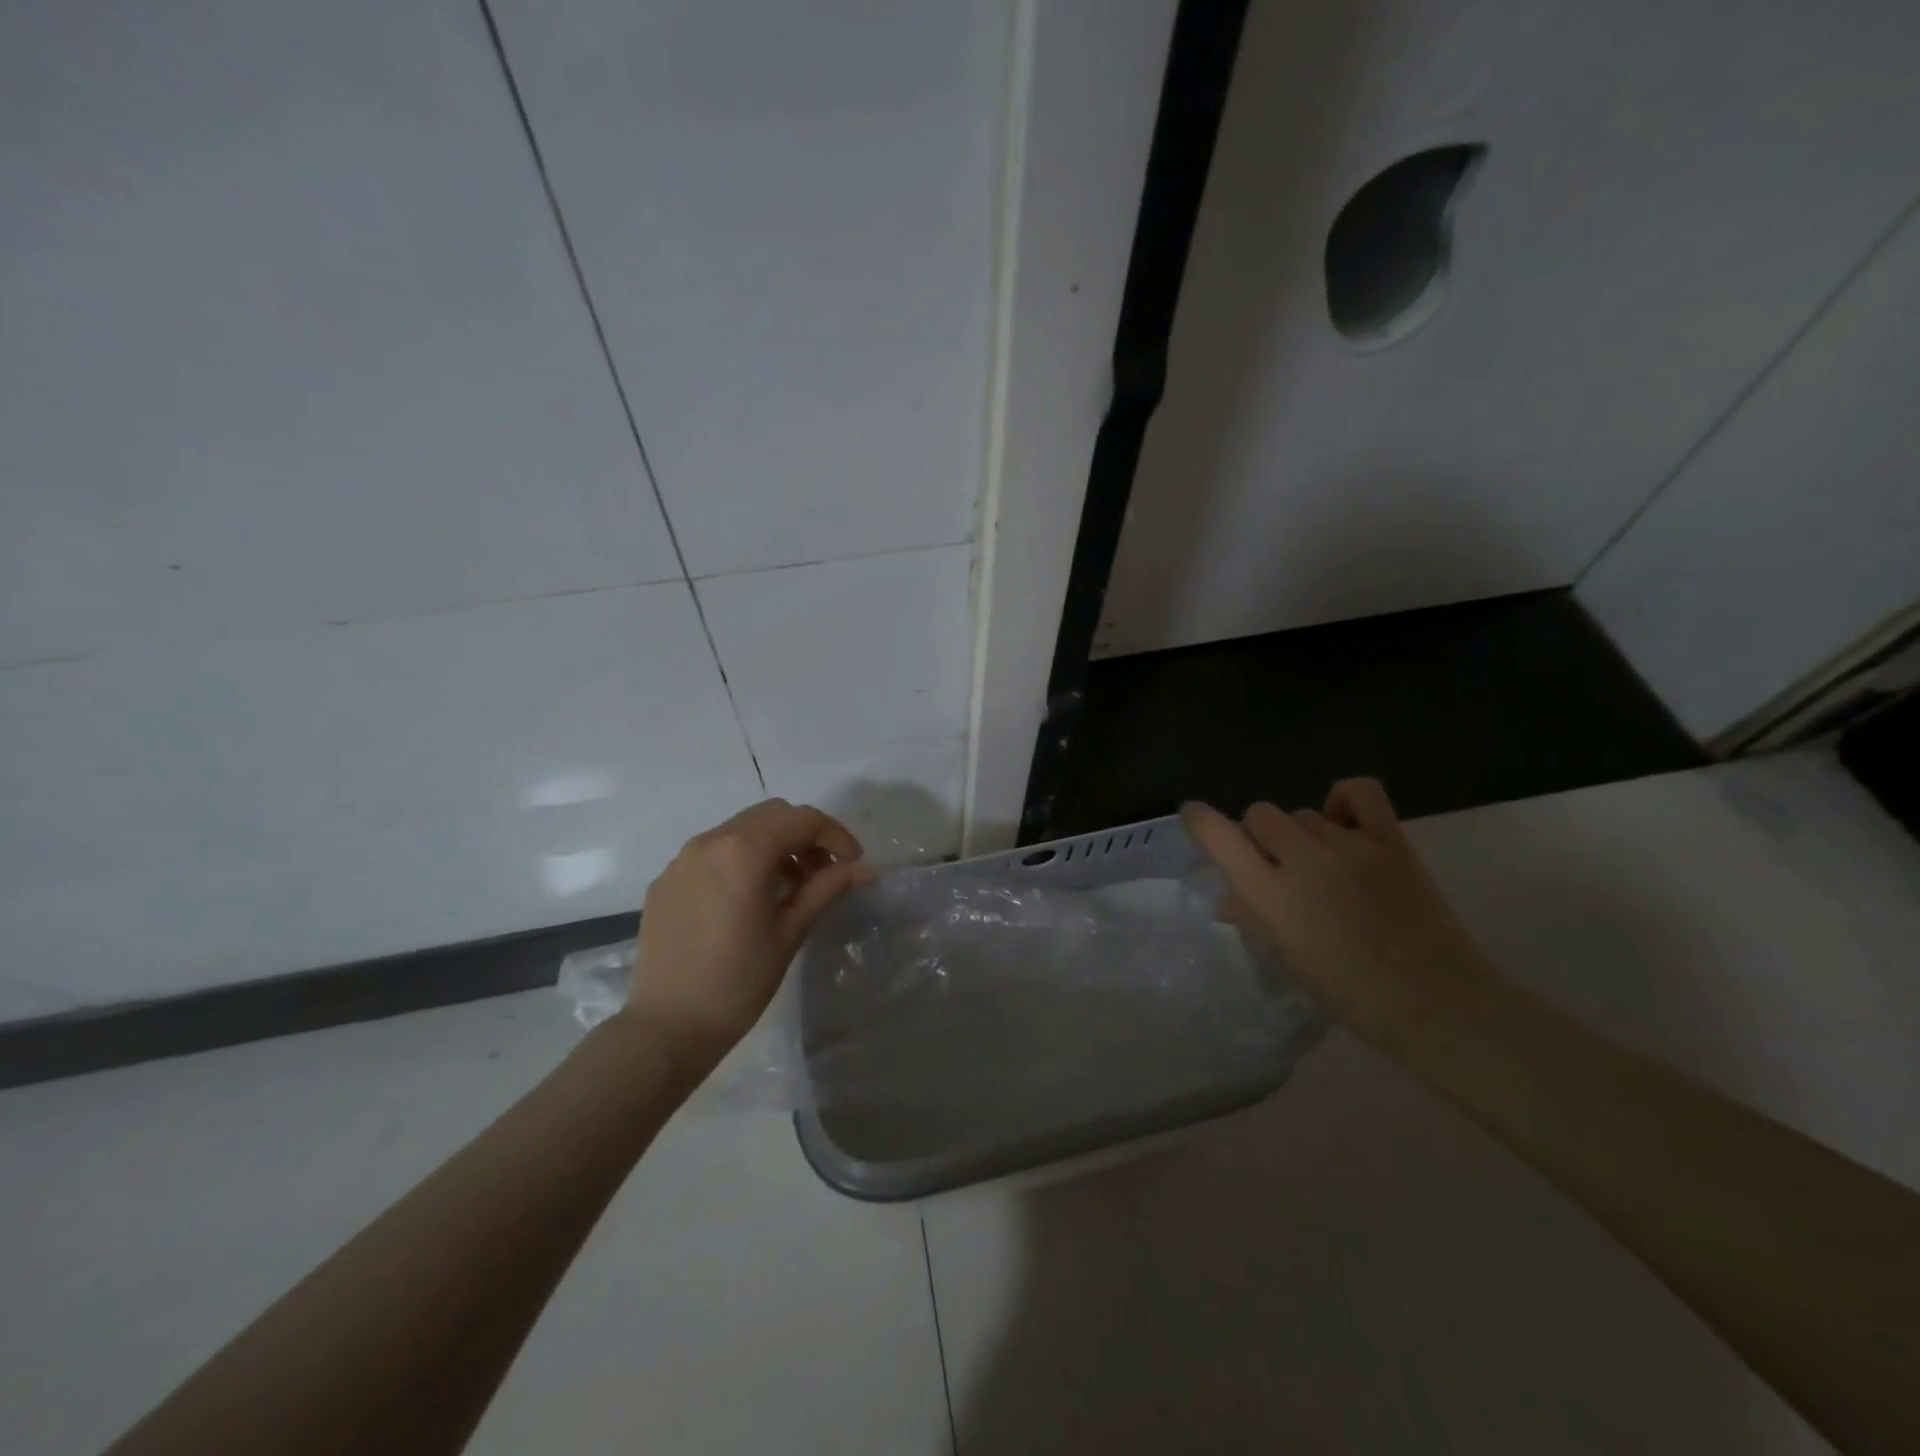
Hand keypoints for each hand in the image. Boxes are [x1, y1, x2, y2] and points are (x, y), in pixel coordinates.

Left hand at [618, 799, 875, 1074]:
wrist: (666, 1028)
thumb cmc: (737, 982)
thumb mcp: (789, 932)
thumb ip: (826, 888)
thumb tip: (865, 869)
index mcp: (743, 851)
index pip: (802, 820)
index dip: (836, 836)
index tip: (854, 864)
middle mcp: (709, 841)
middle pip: (771, 815)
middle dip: (805, 835)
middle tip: (825, 872)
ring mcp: (682, 859)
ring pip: (741, 829)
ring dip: (774, 844)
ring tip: (790, 885)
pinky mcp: (666, 880)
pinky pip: (713, 852)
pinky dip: (742, 859)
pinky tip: (749, 898)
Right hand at [1183, 779, 1498, 1048]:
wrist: (1435, 1002)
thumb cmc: (1349, 992)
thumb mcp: (1288, 957)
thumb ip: (1253, 917)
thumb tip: (1227, 898)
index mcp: (1270, 894)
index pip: (1219, 837)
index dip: (1200, 821)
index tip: (1194, 815)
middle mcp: (1302, 860)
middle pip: (1261, 815)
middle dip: (1260, 836)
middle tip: (1278, 865)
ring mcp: (1348, 845)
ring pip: (1304, 813)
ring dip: (1302, 833)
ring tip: (1322, 862)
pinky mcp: (1390, 840)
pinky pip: (1358, 792)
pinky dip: (1343, 799)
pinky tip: (1344, 822)